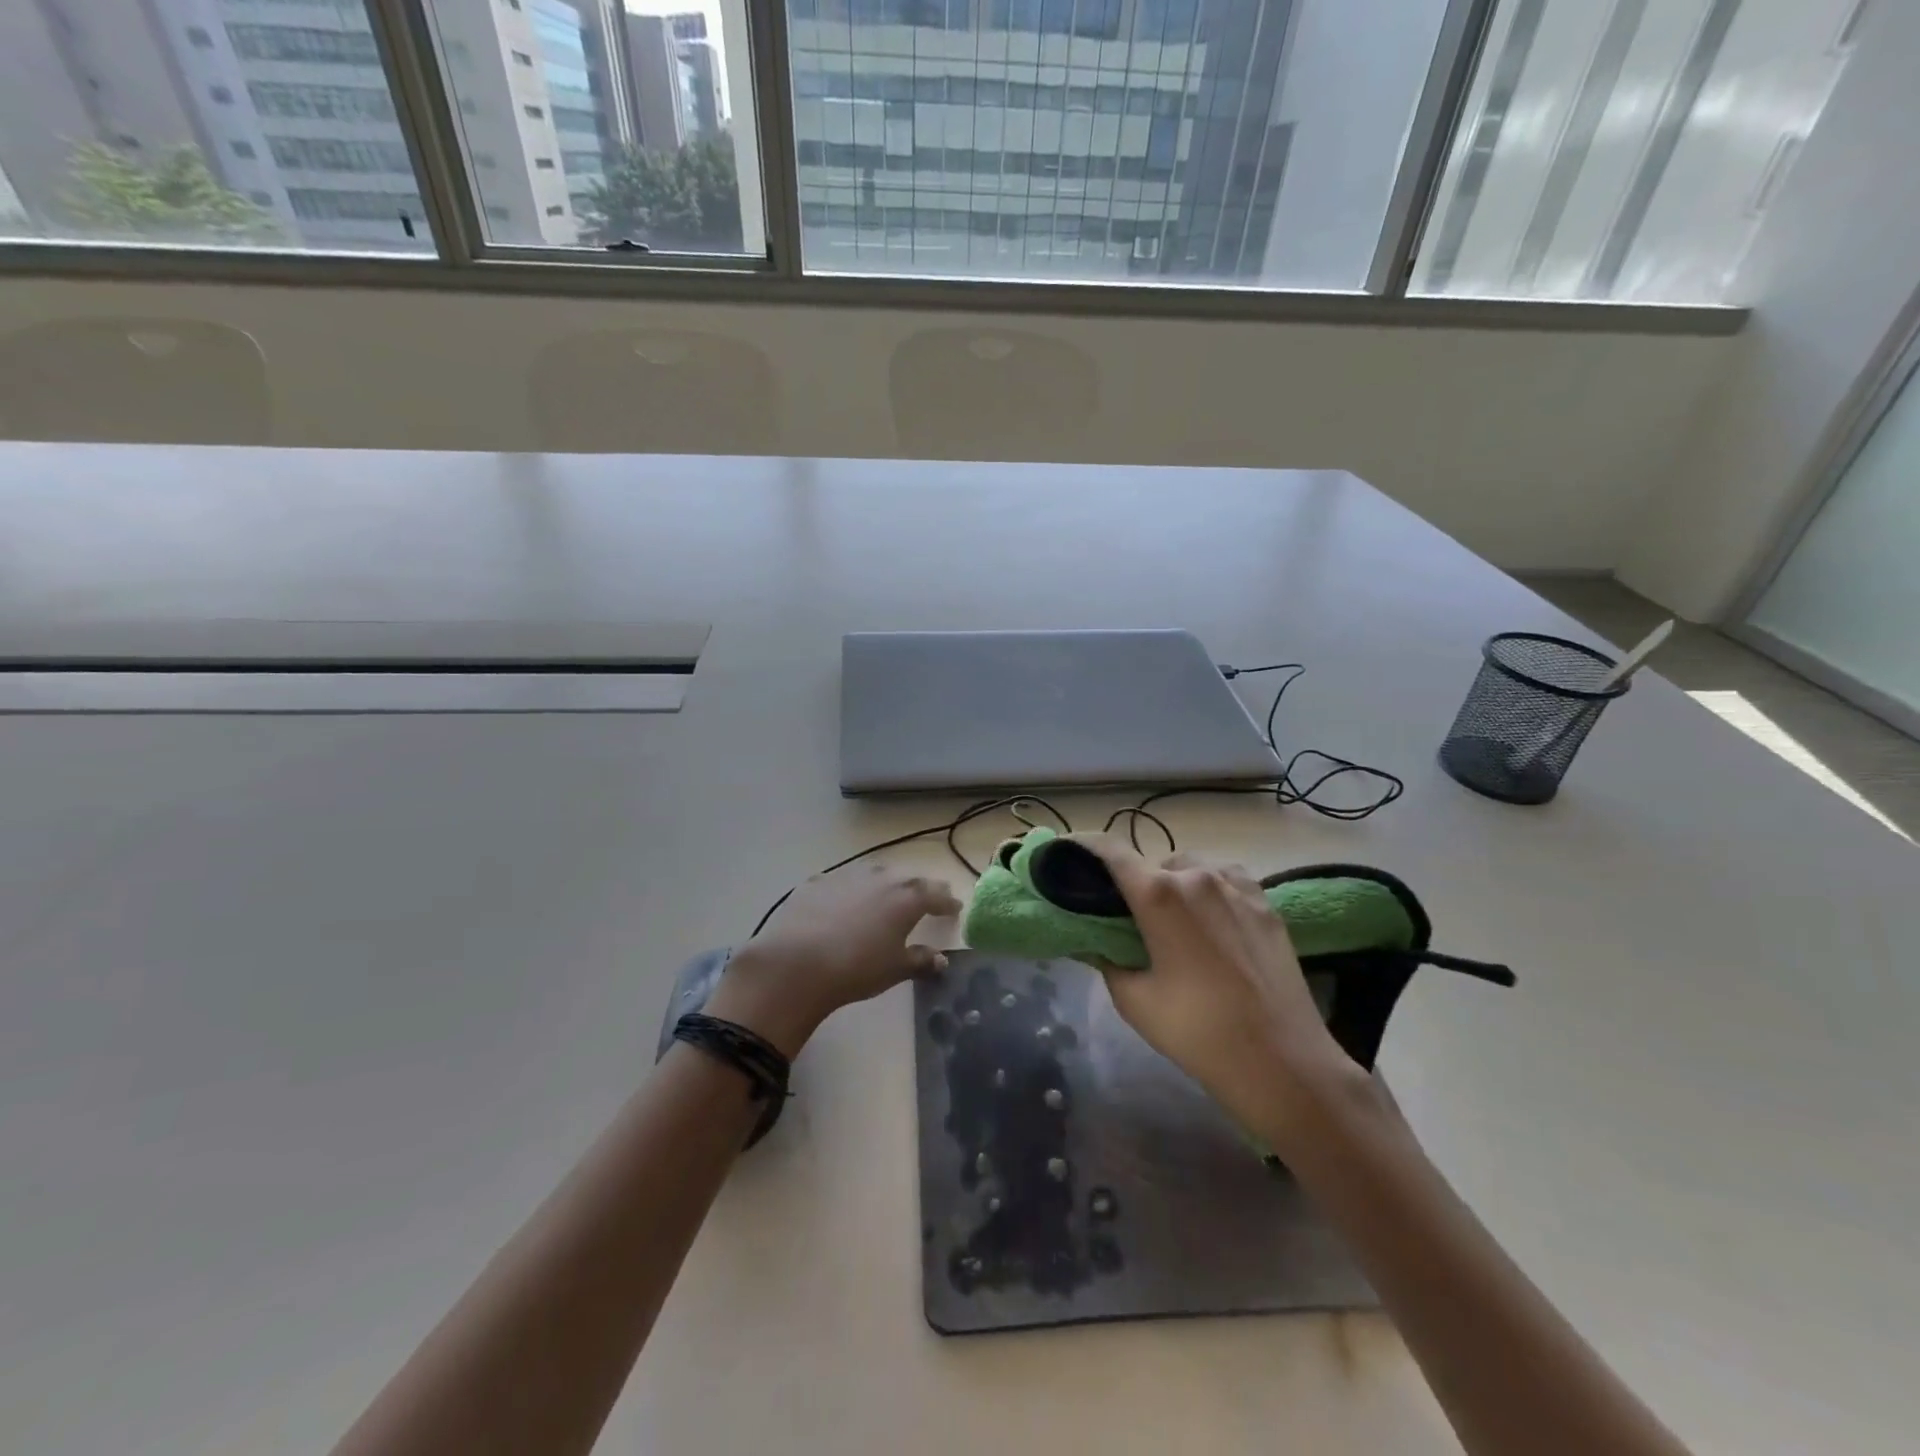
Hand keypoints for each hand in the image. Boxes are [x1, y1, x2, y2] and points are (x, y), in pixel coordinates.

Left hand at [704, 864, 961, 1057]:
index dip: (947, 901)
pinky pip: (842, 882)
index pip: (935, 894)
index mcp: (907, 897)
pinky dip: (852, 890)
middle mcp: (881, 878)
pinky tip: (846, 902)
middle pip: (908, 879)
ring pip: (875, 873)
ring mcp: (847, 876)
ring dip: (886, 883)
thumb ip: (921, 961)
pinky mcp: (817, 882)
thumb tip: (941, 960)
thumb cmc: (857, 968)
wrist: (797, 962)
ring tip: (888, 895)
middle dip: (920, 888)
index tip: (954, 907)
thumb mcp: (895, 969)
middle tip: (927, 897)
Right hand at [1071, 835, 1363, 1147]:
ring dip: (1173, 883)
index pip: (1110, 850)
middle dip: (1133, 882)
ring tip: (1173, 921)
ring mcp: (1236, 885)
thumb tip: (1094, 939)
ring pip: (1190, 867)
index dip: (1083, 845)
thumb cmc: (1197, 1032)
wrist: (1282, 1061)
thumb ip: (1106, 958)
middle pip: (1151, 862)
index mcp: (1158, 894)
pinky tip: (1211, 920)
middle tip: (1127, 916)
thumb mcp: (1133, 1000)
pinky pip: (1225, 878)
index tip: (1066, 852)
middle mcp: (1196, 875)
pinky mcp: (1265, 901)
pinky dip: (1208, 888)